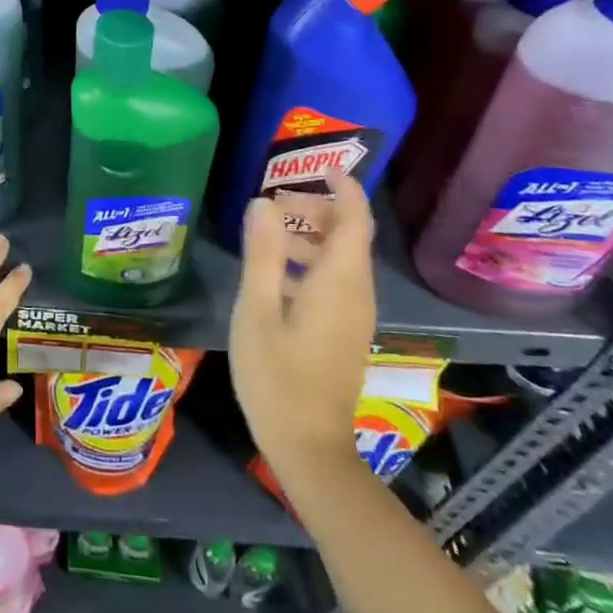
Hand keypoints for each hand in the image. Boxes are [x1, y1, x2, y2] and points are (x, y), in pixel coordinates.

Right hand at [229, 179, 376, 475]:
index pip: (354, 220)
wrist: (309, 447)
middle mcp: (355, 293)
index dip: (343, 188)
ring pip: (340, 259)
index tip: (321, 165)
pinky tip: (273, 274)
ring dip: (310, 236)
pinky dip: (310, 262)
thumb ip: (262, 254)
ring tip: (267, 231)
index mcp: (339, 282)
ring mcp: (353, 315)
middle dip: (316, 209)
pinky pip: (335, 281)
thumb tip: (262, 202)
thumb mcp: (258, 310)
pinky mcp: (344, 332)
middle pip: (347, 236)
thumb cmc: (277, 376)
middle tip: (273, 201)